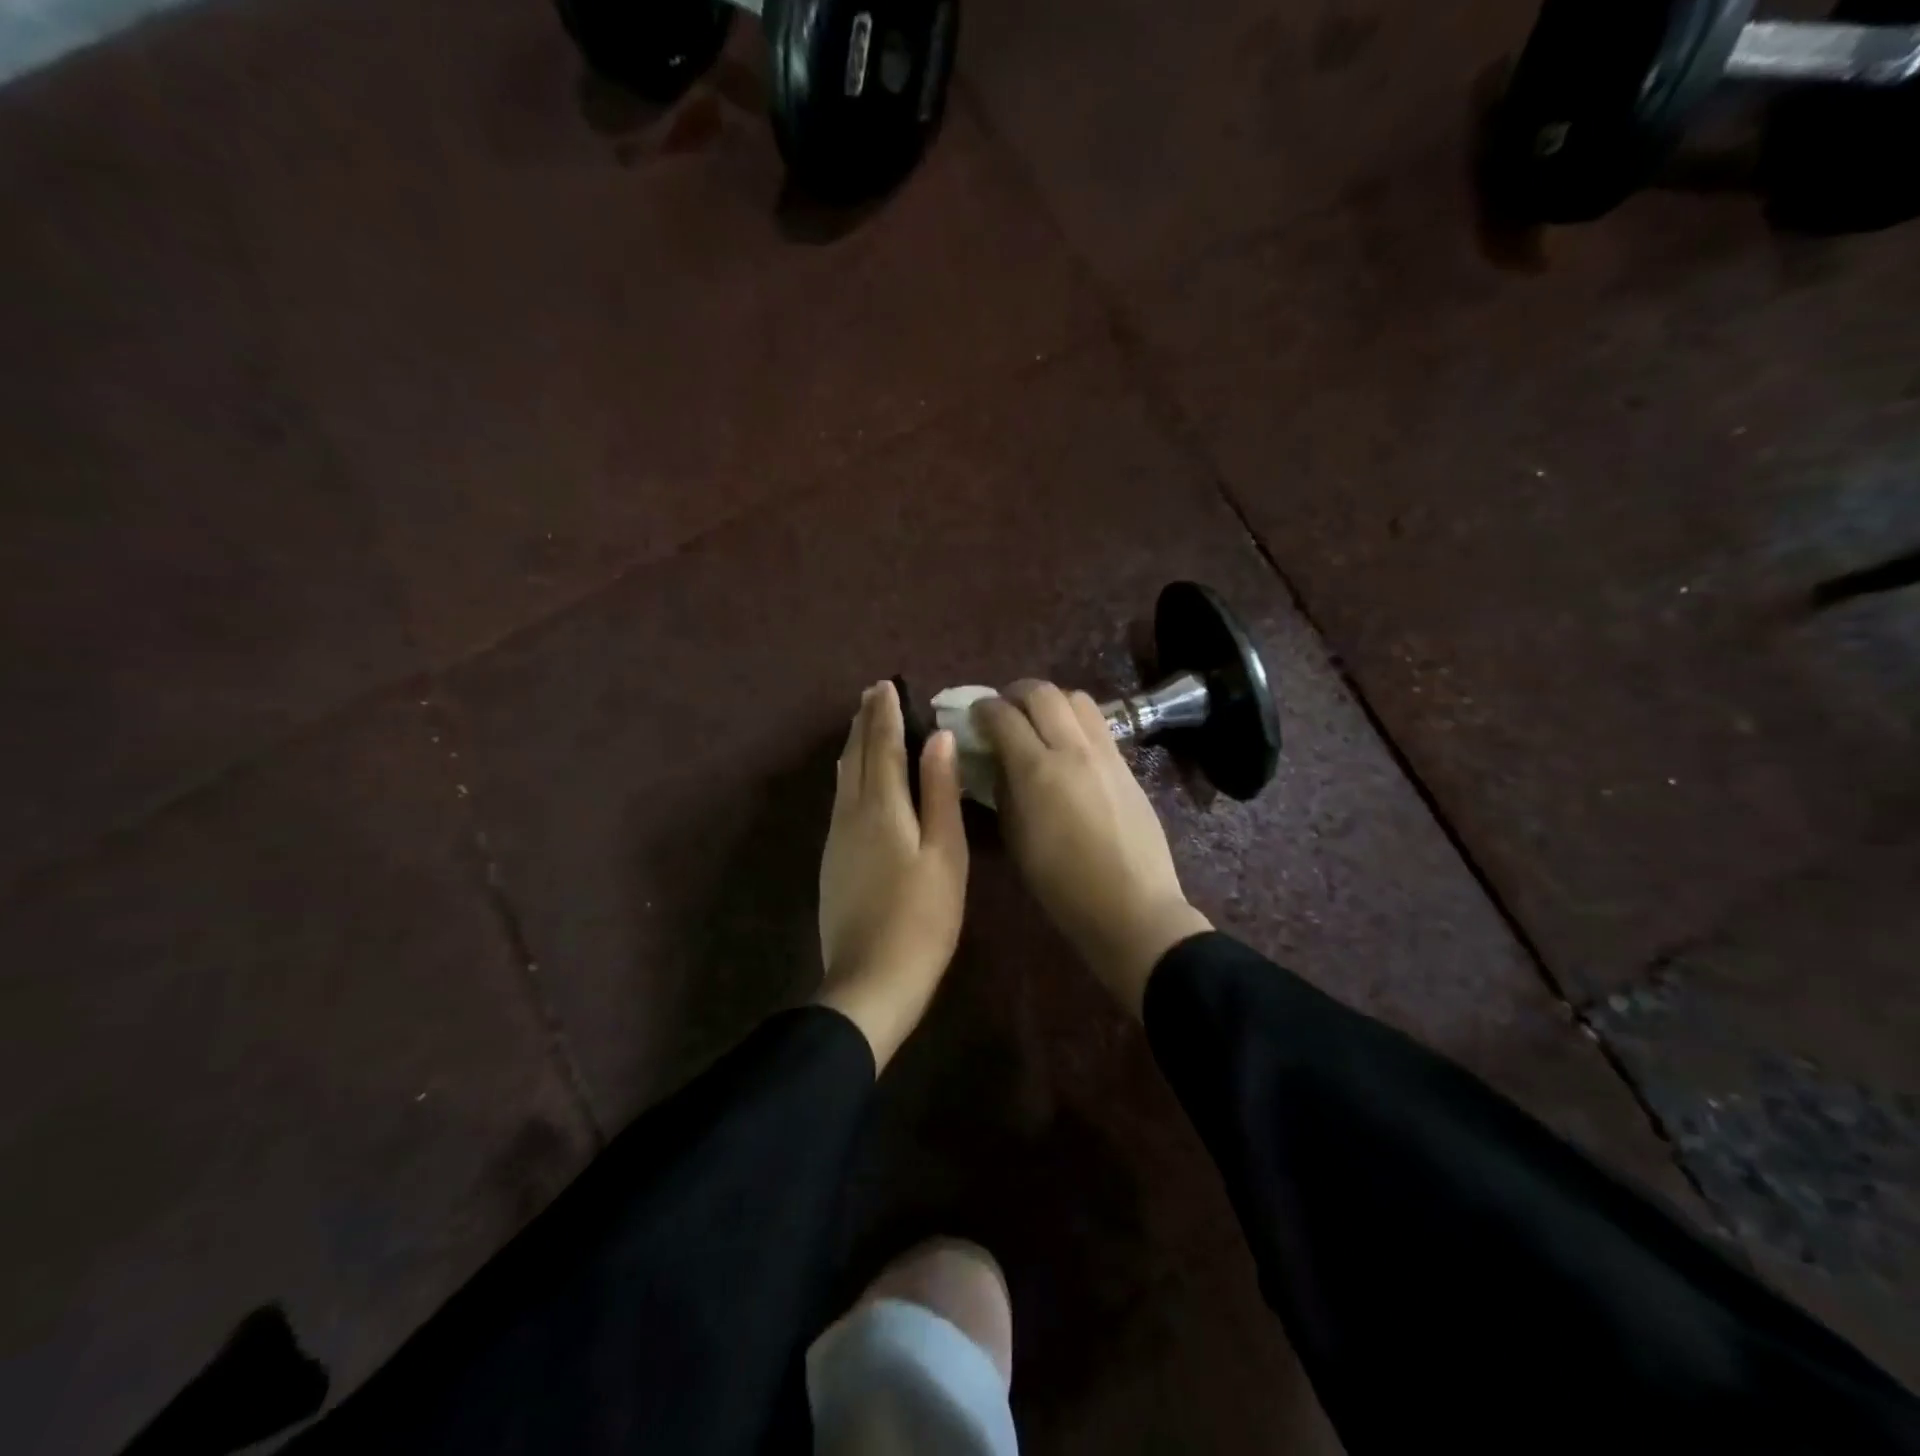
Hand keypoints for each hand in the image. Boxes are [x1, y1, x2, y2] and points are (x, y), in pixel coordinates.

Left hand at [817, 682, 969, 1070]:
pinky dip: (848, 775)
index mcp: (882, 808)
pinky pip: (840, 800)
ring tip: (861, 724)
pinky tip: (850, 778)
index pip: (883, 747)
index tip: (887, 685)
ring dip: (854, 746)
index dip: (885, 714)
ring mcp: (837, 840)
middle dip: (864, 723)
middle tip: (870, 694)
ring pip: (843, 778)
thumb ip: (939, 793)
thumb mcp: (945, 852)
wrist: (872, 979)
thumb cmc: (923, 917)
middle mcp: (851, 814)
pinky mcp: (832, 862)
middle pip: (856, 757)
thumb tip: (937, 738)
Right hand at [973, 681, 1210, 1014]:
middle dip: (1015, 693)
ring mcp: (1106, 754)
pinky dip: (1075, 719)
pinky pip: (1098, 723)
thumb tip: (998, 761)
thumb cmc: (1062, 886)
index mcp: (1037, 771)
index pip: (1004, 716)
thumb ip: (1004, 790)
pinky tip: (1067, 743)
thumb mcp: (1016, 839)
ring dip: (1050, 700)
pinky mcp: (1127, 764)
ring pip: (1077, 698)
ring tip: (1038, 720)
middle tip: (1003, 709)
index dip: (983, 709)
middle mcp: (1072, 750)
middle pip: (1042, 693)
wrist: (1131, 907)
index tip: (974, 715)